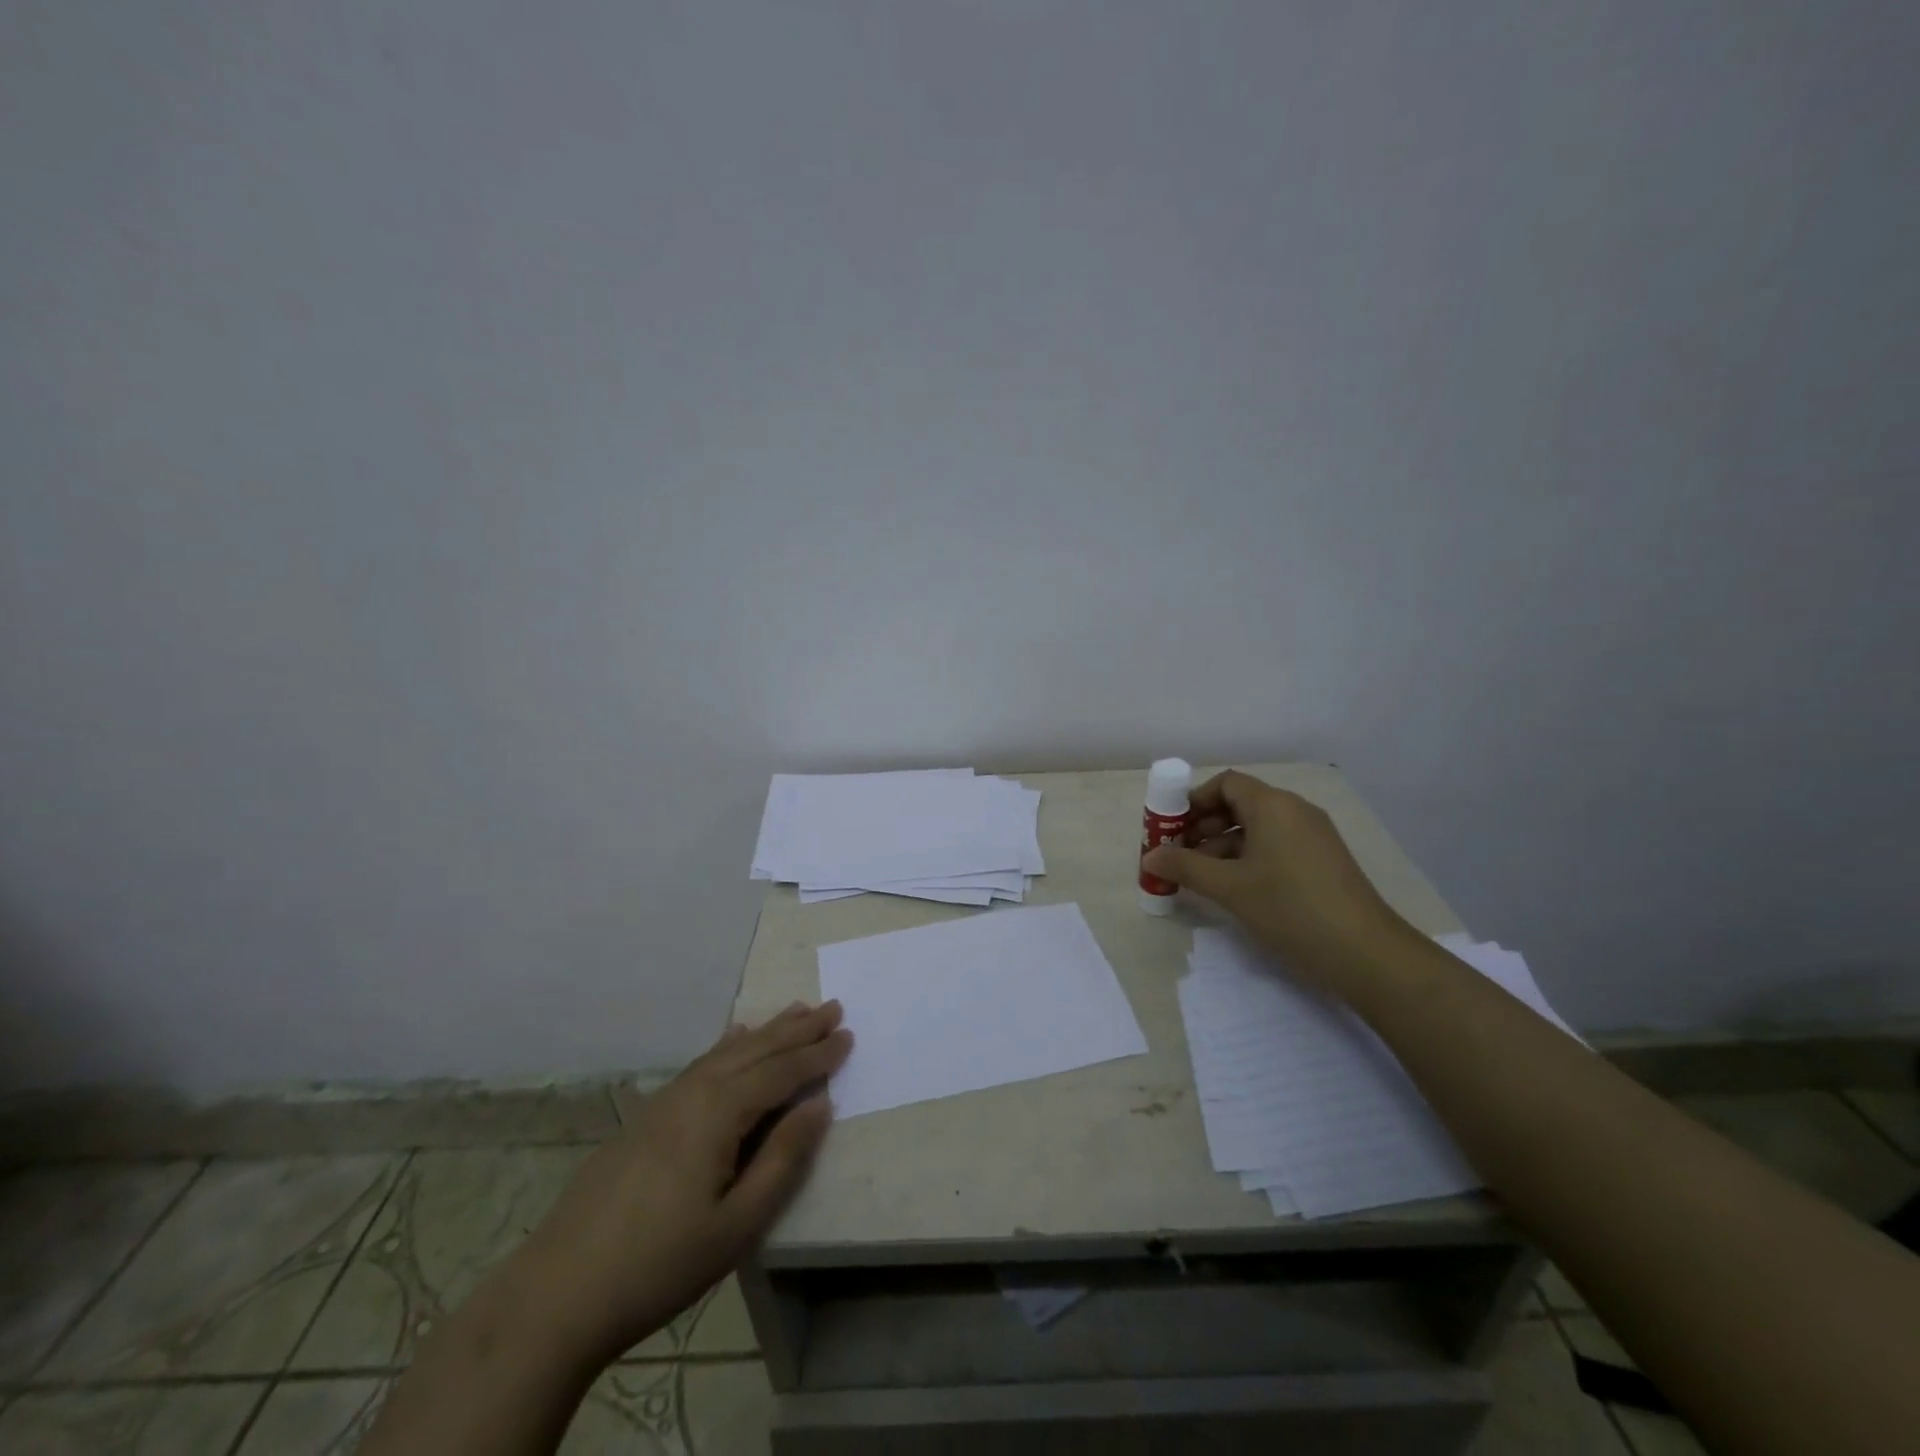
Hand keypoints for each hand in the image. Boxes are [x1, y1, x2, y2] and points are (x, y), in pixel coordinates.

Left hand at [521, 1001, 851, 1360]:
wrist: (558, 1292)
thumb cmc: (659, 1264)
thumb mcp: (736, 1224)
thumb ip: (782, 1158)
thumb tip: (820, 1104)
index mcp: (719, 1112)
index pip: (780, 1072)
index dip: (817, 1055)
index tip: (849, 1034)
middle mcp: (694, 1092)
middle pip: (756, 1050)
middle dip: (797, 1029)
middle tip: (832, 1007)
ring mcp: (666, 1101)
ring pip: (727, 1052)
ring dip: (767, 1031)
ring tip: (796, 1012)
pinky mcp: (647, 1117)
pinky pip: (701, 1064)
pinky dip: (727, 1046)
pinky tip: (734, 1039)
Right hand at [1142, 770, 1416, 993]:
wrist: (1367, 954)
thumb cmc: (1291, 909)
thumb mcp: (1230, 888)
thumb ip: (1185, 867)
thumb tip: (1149, 858)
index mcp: (1273, 805)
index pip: (1226, 784)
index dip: (1194, 801)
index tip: (1171, 828)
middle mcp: (1295, 811)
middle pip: (1240, 804)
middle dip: (1204, 826)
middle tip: (1178, 854)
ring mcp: (1313, 836)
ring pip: (1256, 828)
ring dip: (1222, 846)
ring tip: (1199, 877)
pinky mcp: (1322, 861)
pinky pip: (1275, 846)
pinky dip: (1248, 858)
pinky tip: (1233, 887)